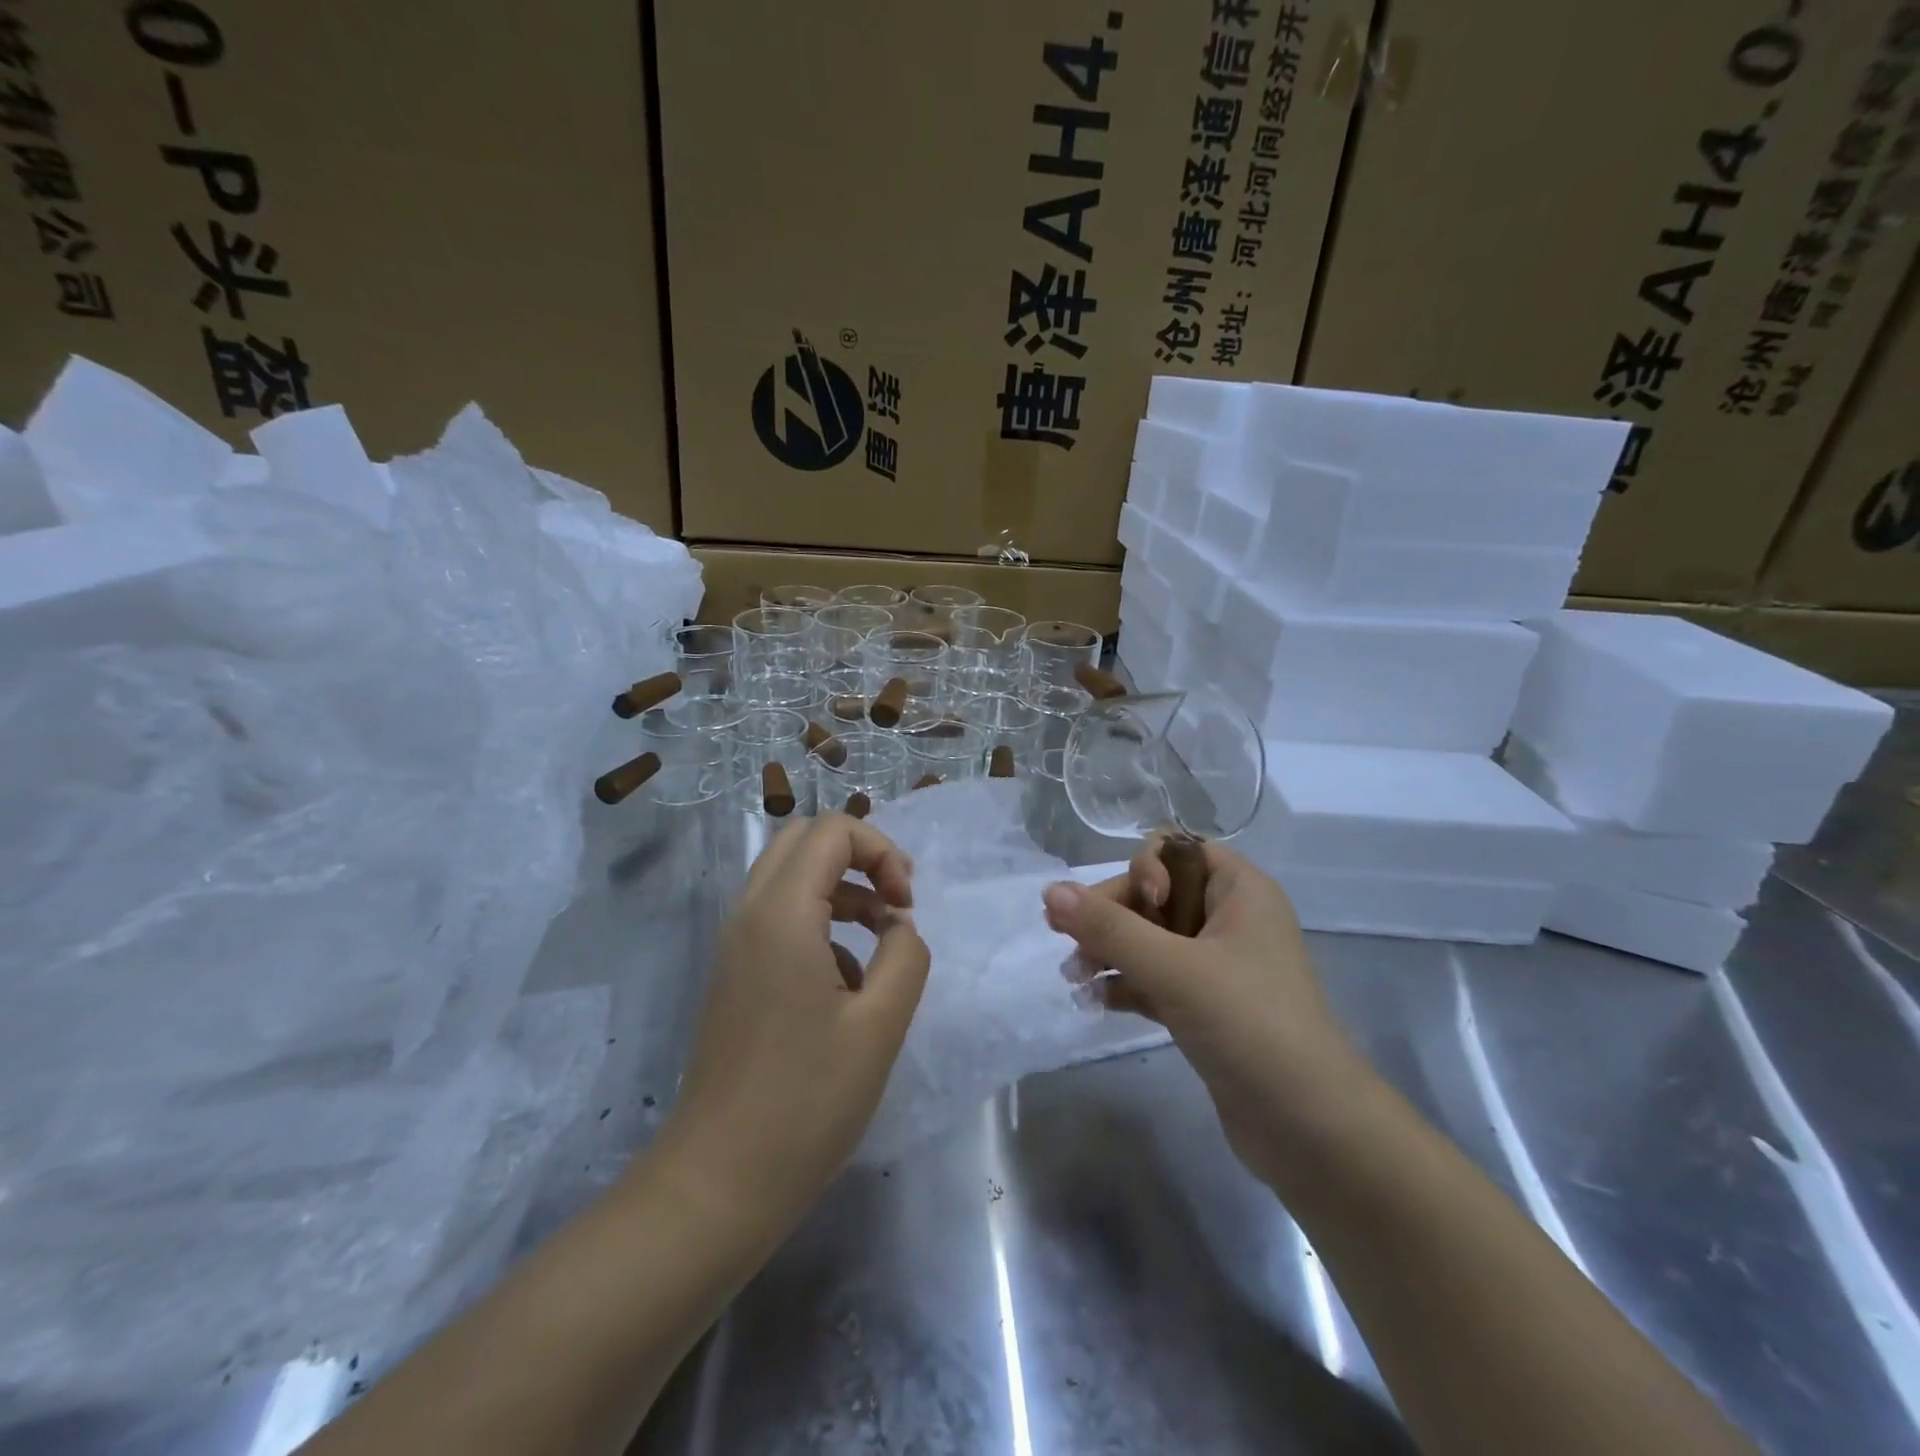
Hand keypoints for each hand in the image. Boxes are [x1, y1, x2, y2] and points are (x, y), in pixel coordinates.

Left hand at [657, 815, 928, 1234]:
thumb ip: (905, 955)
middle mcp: (749, 914)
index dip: (882, 852)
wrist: (718, 1183)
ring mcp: (735, 945)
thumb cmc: (806, 1102)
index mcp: (782, 913)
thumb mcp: (880, 1024)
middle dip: (859, 858)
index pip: (832, 830)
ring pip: (789, 877)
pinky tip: (847, 985)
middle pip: (804, 841)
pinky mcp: (734, 975)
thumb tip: (898, 927)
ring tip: (883, 941)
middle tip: (896, 903)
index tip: (907, 906)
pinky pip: (780, 918)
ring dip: (842, 890)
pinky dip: (821, 923)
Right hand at [1042, 841, 1369, 1186]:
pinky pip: (1156, 978)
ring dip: (1109, 951)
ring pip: (1150, 939)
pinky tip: (1094, 1003)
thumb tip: (1050, 891)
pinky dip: (1126, 985)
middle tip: (1072, 945)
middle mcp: (1230, 919)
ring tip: (1074, 979)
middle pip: (1154, 894)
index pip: (1177, 851)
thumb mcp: (1174, 968)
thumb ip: (1109, 927)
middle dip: (1111, 916)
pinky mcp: (1206, 1008)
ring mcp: (1218, 966)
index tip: (1139, 907)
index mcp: (1240, 890)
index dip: (1146, 869)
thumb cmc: (1249, 1024)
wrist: (1311, 1129)